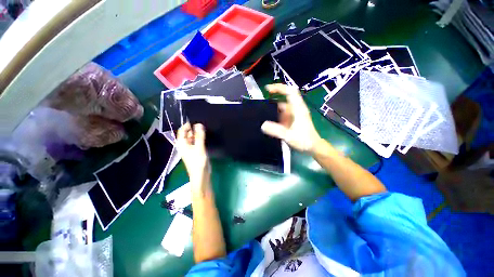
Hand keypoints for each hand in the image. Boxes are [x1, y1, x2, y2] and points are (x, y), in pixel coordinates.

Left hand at [176, 123, 209, 184]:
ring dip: (198, 133)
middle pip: (188, 134)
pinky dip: (201, 138)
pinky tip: (207, 135)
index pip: (182, 131)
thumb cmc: (198, 162)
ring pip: (193, 138)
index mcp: (182, 144)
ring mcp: (191, 148)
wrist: (201, 175)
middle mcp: (185, 145)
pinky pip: (198, 142)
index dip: (187, 125)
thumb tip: (199, 124)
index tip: (196, 119)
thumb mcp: (199, 147)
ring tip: (206, 127)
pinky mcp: (197, 151)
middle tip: (203, 122)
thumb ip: (199, 136)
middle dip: (194, 128)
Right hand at [261, 84, 320, 153]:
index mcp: (298, 109)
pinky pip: (282, 114)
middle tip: (262, 101)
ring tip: (262, 112)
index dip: (279, 88)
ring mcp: (294, 114)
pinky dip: (276, 115)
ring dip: (274, 108)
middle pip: (285, 97)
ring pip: (283, 107)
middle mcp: (296, 109)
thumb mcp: (289, 136)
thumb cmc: (304, 140)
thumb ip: (276, 131)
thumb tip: (263, 125)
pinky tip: (269, 120)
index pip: (290, 92)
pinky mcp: (292, 120)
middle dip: (274, 96)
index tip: (268, 89)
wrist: (313, 147)